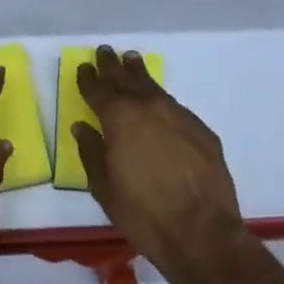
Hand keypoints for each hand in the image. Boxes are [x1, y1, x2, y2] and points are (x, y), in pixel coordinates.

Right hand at [73, 45, 243, 283]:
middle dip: (113, 65)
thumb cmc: (142, 213)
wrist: (201, 231)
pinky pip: (175, 107)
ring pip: (154, 87)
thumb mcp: (103, 187)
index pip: (98, 89)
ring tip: (132, 60)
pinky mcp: (201, 130)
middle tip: (105, 51)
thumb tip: (82, 127)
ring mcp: (179, 116)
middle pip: (126, 78)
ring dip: (139, 74)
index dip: (89, 78)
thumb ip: (91, 152)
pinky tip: (160, 104)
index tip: (84, 66)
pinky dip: (161, 101)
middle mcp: (148, 108)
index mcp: (119, 119)